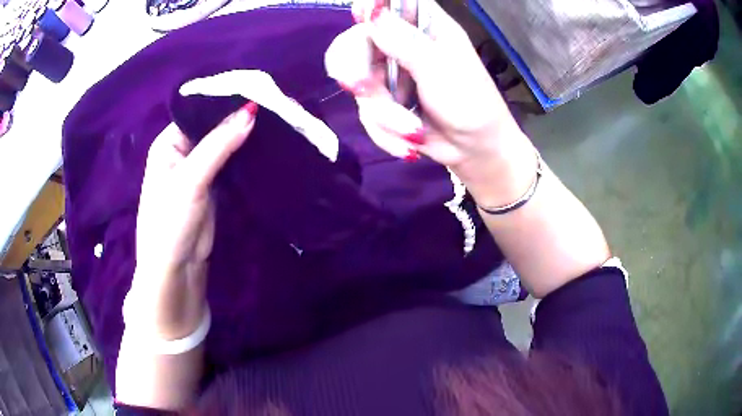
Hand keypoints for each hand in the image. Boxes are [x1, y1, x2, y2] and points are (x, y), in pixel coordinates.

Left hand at [125, 103, 256, 340]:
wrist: (176, 269)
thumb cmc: (170, 221)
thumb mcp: (190, 179)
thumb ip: (219, 144)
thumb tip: (251, 110)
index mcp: (169, 142)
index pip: (199, 111)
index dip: (225, 101)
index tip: (258, 90)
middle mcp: (183, 151)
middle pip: (213, 127)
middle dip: (238, 118)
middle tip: (274, 105)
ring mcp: (199, 169)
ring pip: (224, 145)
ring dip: (244, 137)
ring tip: (276, 120)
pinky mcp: (214, 186)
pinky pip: (231, 164)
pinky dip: (246, 156)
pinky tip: (266, 144)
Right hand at [332, 1, 536, 205]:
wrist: (476, 152)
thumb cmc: (472, 104)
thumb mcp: (442, 70)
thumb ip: (405, 42)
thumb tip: (371, 12)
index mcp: (425, 26)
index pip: (392, 3)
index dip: (371, 6)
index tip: (361, 16)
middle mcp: (402, 45)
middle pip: (357, 42)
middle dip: (356, 70)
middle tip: (359, 88)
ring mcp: (390, 74)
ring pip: (358, 85)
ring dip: (384, 115)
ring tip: (414, 131)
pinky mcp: (384, 102)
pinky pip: (367, 114)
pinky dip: (386, 133)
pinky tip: (411, 143)